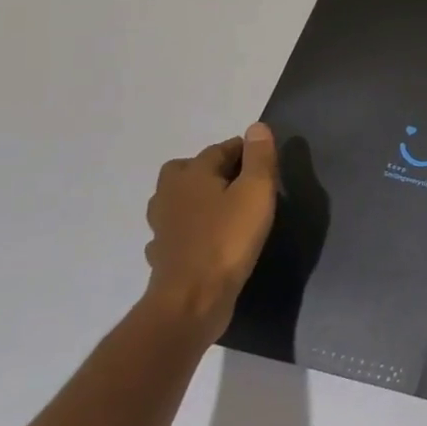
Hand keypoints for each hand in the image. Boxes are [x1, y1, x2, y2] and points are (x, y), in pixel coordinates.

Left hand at [144, 122, 278, 336]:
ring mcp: (161, 226)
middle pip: (188, 169)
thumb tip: (256, 127)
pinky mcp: (162, 254)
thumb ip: (259, 157)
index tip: (265, 159)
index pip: (220, 149)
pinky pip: (175, 231)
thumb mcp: (257, 192)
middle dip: (212, 169)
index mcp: (191, 174)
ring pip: (177, 200)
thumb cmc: (229, 238)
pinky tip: (205, 238)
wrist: (193, 298)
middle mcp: (169, 194)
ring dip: (197, 198)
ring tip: (225, 208)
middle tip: (241, 181)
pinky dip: (189, 229)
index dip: (244, 150)